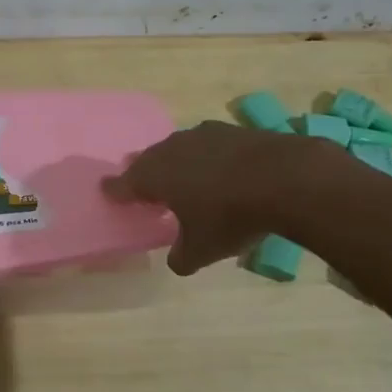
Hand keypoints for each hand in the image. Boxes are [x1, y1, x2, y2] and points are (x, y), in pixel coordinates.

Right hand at [103, 121, 318, 274]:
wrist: (285, 178)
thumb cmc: (230, 216)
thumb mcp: (202, 250)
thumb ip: (182, 257)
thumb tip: (176, 261)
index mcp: (155, 176)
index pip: (124, 183)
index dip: (115, 190)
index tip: (106, 190)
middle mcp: (172, 150)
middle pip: (148, 160)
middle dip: (143, 172)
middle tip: (142, 184)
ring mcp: (202, 136)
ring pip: (178, 148)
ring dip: (175, 162)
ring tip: (181, 176)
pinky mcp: (232, 130)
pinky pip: (208, 144)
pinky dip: (207, 157)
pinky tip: (218, 168)